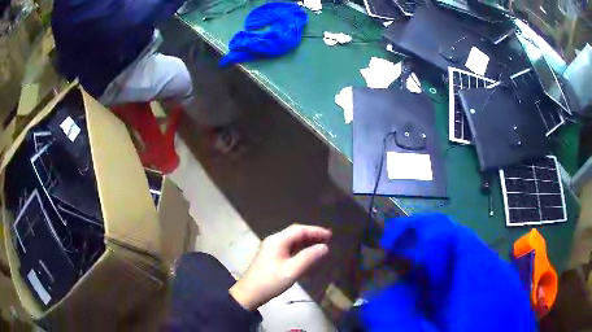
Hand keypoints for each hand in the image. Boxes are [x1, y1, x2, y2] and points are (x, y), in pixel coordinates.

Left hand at [229, 224, 331, 310]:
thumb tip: (325, 247)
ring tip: (321, 246)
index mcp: (277, 241)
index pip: (299, 230)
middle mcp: (274, 241)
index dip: (316, 231)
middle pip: (295, 233)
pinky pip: (288, 249)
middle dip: (312, 235)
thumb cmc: (271, 281)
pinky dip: (300, 250)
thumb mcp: (292, 270)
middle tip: (328, 239)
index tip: (330, 235)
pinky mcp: (271, 257)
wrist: (250, 293)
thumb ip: (309, 257)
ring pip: (292, 241)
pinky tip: (307, 256)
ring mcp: (271, 249)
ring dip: (306, 242)